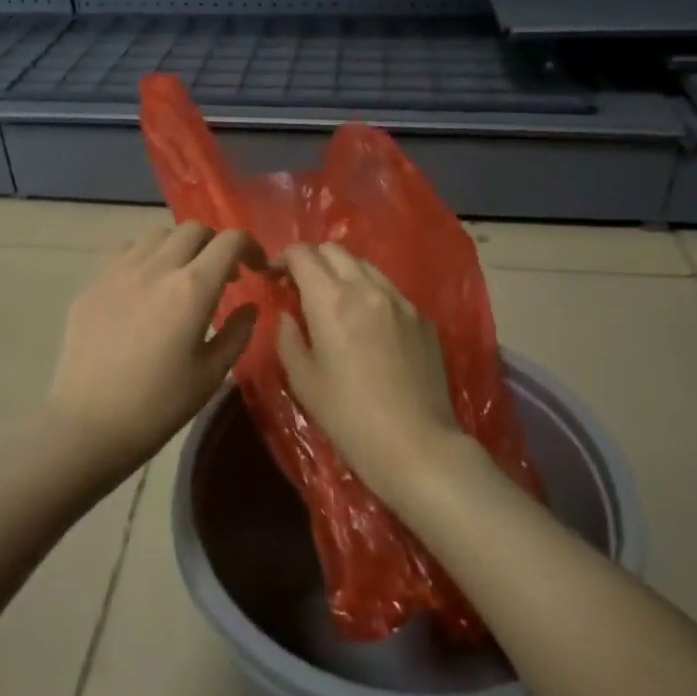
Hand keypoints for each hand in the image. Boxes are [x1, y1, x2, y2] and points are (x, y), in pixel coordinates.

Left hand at [45, 223, 265, 481]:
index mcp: (192, 289)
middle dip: (215, 245)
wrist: (89, 424)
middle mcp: (156, 268)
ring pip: (157, 235)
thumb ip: (237, 332)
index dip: (250, 246)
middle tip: (220, 276)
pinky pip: (125, 252)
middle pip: (194, 229)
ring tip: (180, 278)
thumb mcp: (211, 374)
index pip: (229, 241)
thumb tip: (249, 306)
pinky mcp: (93, 284)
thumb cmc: (158, 405)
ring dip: (179, 248)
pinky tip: (144, 288)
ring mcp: (119, 271)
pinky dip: (145, 258)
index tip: (255, 268)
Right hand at [276, 242, 469, 510]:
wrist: (416, 445)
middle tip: (300, 286)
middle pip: (334, 250)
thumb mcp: (304, 380)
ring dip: (342, 272)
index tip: (274, 275)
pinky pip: (390, 290)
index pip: (303, 254)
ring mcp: (400, 300)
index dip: (283, 258)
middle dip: (312, 260)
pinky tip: (367, 323)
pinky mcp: (422, 318)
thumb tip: (288, 315)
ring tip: (334, 301)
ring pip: (365, 265)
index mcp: (332, 301)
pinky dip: (370, 292)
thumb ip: (289, 338)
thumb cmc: (349, 417)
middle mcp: (368, 288)